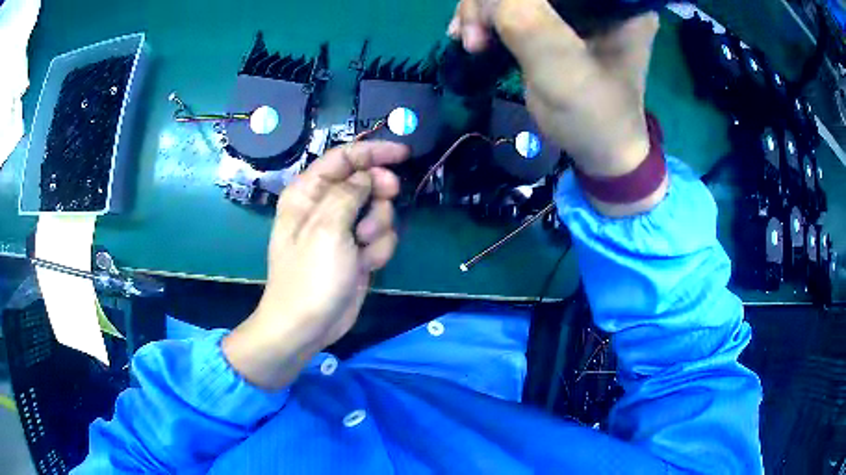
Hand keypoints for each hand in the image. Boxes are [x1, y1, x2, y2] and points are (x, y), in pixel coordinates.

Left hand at [223, 141, 408, 389]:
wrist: (307, 326)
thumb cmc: (310, 275)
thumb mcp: (327, 228)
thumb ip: (350, 193)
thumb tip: (368, 175)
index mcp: (308, 192)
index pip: (343, 158)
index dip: (373, 151)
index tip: (403, 154)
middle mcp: (325, 206)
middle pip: (366, 181)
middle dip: (379, 193)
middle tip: (388, 198)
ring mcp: (342, 231)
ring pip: (379, 211)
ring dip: (378, 228)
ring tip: (362, 249)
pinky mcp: (357, 252)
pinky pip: (381, 238)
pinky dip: (378, 250)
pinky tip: (365, 266)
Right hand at [449, 0, 664, 214]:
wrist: (601, 154)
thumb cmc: (594, 116)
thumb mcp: (562, 68)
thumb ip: (527, 20)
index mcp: (618, 2)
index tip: (489, 15)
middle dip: (490, 1)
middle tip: (472, 35)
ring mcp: (575, 10)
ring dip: (481, 10)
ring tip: (470, 42)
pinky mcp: (556, 22)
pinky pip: (512, 6)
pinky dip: (485, 17)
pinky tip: (470, 36)